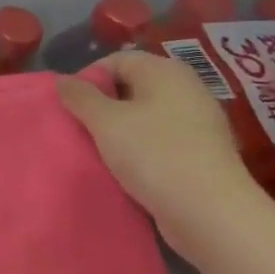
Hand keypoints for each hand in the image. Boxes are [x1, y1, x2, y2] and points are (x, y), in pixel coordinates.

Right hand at [57, 51, 268, 251]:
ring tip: (98, 152)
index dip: (87, 79)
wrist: (210, 212)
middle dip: (101, 106)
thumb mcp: (105, 122)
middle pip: (131, 87)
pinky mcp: (201, 153)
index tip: (69, 107)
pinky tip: (125, 170)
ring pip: (144, 117)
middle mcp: (186, 89)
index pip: (116, 60)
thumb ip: (80, 96)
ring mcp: (198, 123)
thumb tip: (63, 80)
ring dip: (118, 131)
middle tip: (79, 130)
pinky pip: (160, 141)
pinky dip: (139, 150)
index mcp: (166, 71)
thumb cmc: (153, 154)